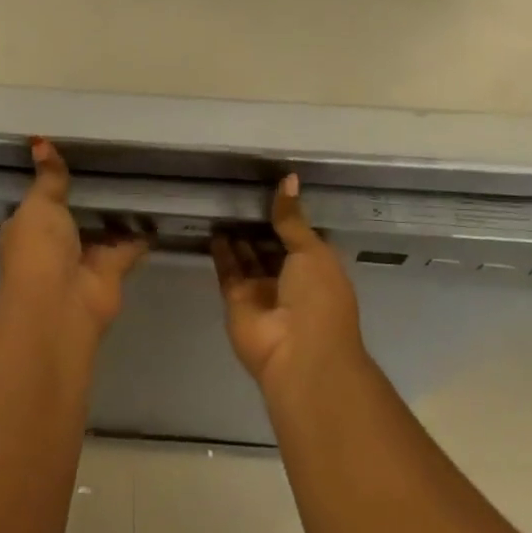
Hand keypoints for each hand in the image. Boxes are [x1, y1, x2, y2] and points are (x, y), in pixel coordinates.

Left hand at [0, 139, 147, 333]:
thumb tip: (39, 140)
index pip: (40, 200)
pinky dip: (142, 233)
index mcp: (28, 227)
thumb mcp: (39, 204)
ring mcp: (83, 258)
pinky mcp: (112, 269)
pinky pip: (129, 245)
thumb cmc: (38, 250)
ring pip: (102, 230)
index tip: (74, 156)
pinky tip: (157, 210)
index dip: (53, 181)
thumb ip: (48, 177)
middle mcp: (54, 244)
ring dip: (117, 213)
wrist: (60, 304)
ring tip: (139, 177)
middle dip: (90, 195)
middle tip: (114, 161)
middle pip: (74, 214)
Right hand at [212, 174, 364, 391]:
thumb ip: (292, 218)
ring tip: (222, 203)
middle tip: (239, 190)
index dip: (287, 214)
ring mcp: (262, 290)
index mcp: (317, 267)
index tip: (270, 185)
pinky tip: (213, 227)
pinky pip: (227, 269)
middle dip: (259, 224)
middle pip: (271, 245)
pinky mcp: (236, 299)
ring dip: (237, 235)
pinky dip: (220, 250)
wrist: (299, 354)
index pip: (299, 235)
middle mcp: (290, 278)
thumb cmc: (318, 299)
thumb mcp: (312, 251)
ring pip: (247, 256)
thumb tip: (289, 178)